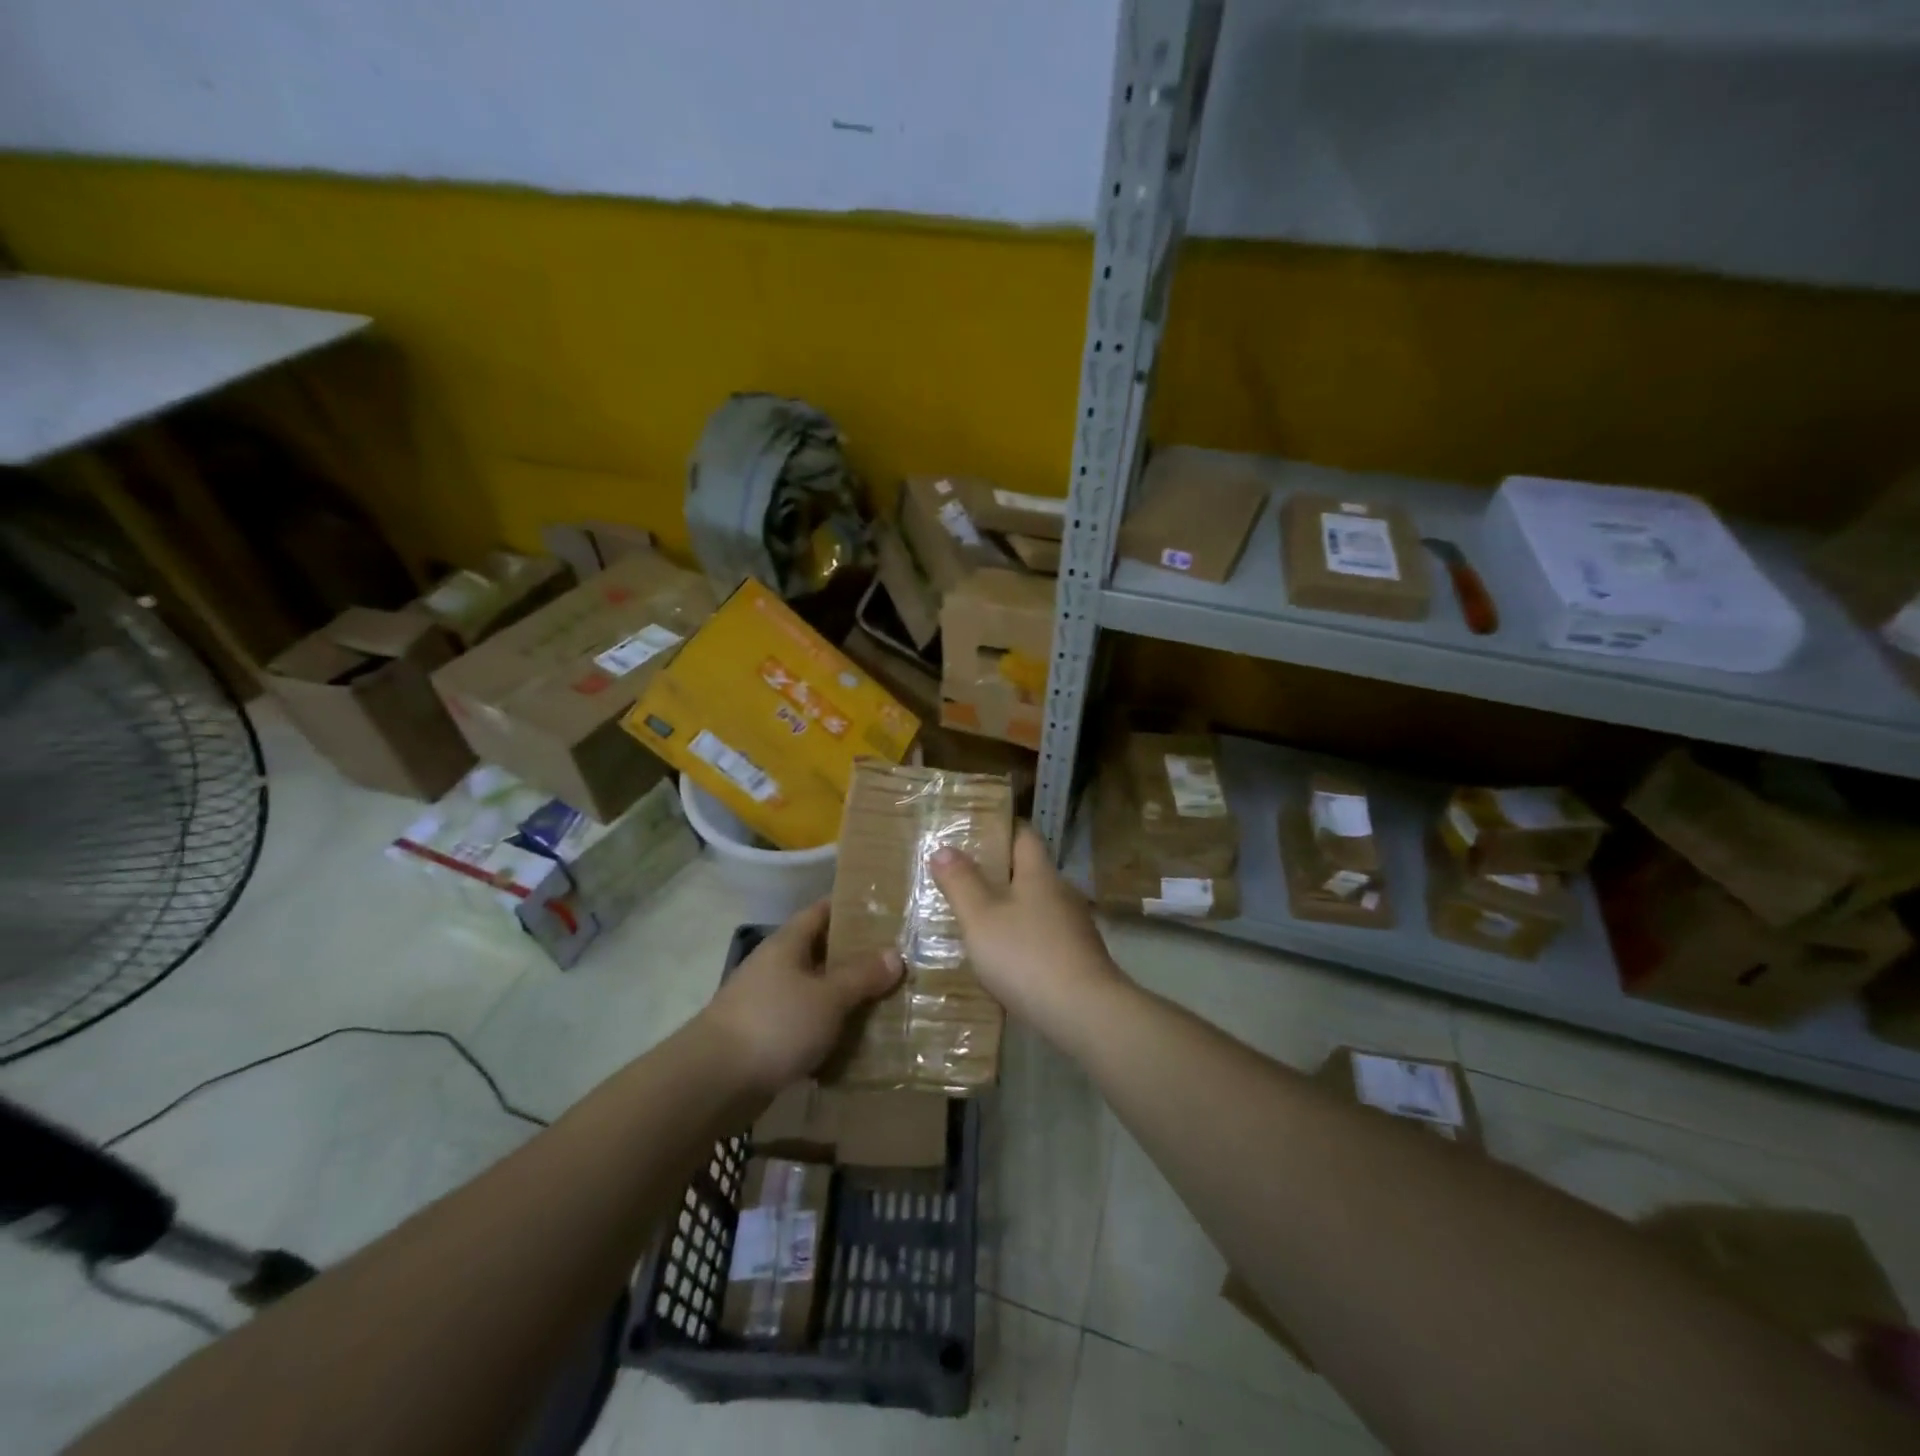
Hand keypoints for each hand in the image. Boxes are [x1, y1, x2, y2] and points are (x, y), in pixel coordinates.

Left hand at [701, 900, 901, 1095]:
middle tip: (899, 960)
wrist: (713, 1083)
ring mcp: (768, 1003)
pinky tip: (858, 1041)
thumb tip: (895, 954)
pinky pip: (806, 1026)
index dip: (852, 907)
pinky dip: (830, 1030)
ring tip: (887, 1000)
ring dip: (845, 997)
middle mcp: (776, 967)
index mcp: (788, 943)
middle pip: (822, 952)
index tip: (886, 910)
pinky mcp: (766, 1039)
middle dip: (857, 956)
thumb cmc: (774, 1024)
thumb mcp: (828, 996)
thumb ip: (862, 975)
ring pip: (816, 991)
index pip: (822, 911)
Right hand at [930, 823, 1126, 1044]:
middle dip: (998, 872)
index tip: (973, 829)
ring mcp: (1073, 927)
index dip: (1000, 828)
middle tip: (961, 878)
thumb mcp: (980, 917)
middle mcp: (1061, 892)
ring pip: (1036, 906)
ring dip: (1009, 908)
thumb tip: (943, 848)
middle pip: (1028, 871)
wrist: (1085, 1013)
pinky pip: (1043, 936)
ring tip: (976, 919)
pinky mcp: (1078, 958)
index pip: (1023, 834)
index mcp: (1039, 873)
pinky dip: (1022, 938)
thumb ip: (960, 882)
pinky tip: (1003, 958)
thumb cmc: (1026, 955)